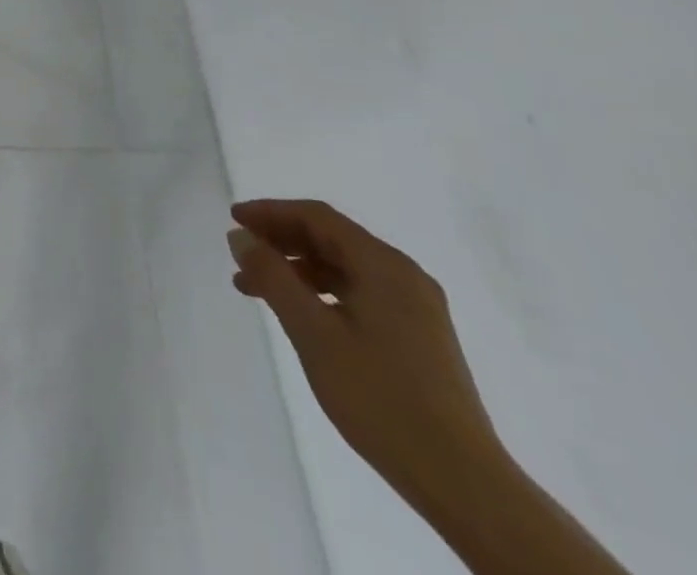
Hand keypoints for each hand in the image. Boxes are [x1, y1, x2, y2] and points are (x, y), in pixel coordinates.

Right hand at [227, 200, 501, 502]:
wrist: (463, 483)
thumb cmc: (380, 398)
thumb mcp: (313, 333)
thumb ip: (273, 277)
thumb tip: (241, 237)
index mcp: (384, 266)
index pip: (317, 217)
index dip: (271, 212)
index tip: (233, 219)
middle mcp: (404, 276)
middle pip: (332, 239)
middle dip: (281, 241)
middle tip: (240, 254)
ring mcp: (416, 309)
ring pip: (344, 268)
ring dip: (297, 269)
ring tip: (257, 289)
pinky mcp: (419, 337)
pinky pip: (360, 293)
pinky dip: (322, 292)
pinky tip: (300, 314)